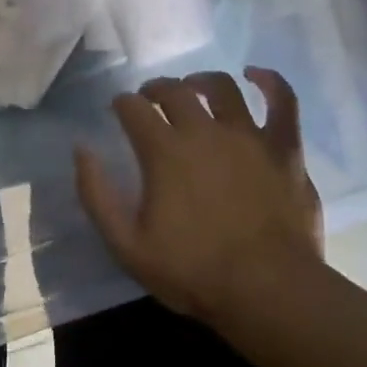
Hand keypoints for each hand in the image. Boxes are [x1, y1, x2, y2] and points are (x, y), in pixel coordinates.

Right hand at [75, 68, 324, 321]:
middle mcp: (204, 131)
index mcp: (164, 151)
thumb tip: (82, 150)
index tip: (119, 111)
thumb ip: (97, 195)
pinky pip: (283, 101)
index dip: (122, 104)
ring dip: (201, 81)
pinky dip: (270, 82)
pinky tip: (256, 76)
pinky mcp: (285, 148)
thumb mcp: (126, 245)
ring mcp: (248, 136)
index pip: (133, 108)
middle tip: (149, 100)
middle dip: (155, 89)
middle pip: (173, 91)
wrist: (268, 291)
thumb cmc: (193, 272)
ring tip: (193, 87)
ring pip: (222, 87)